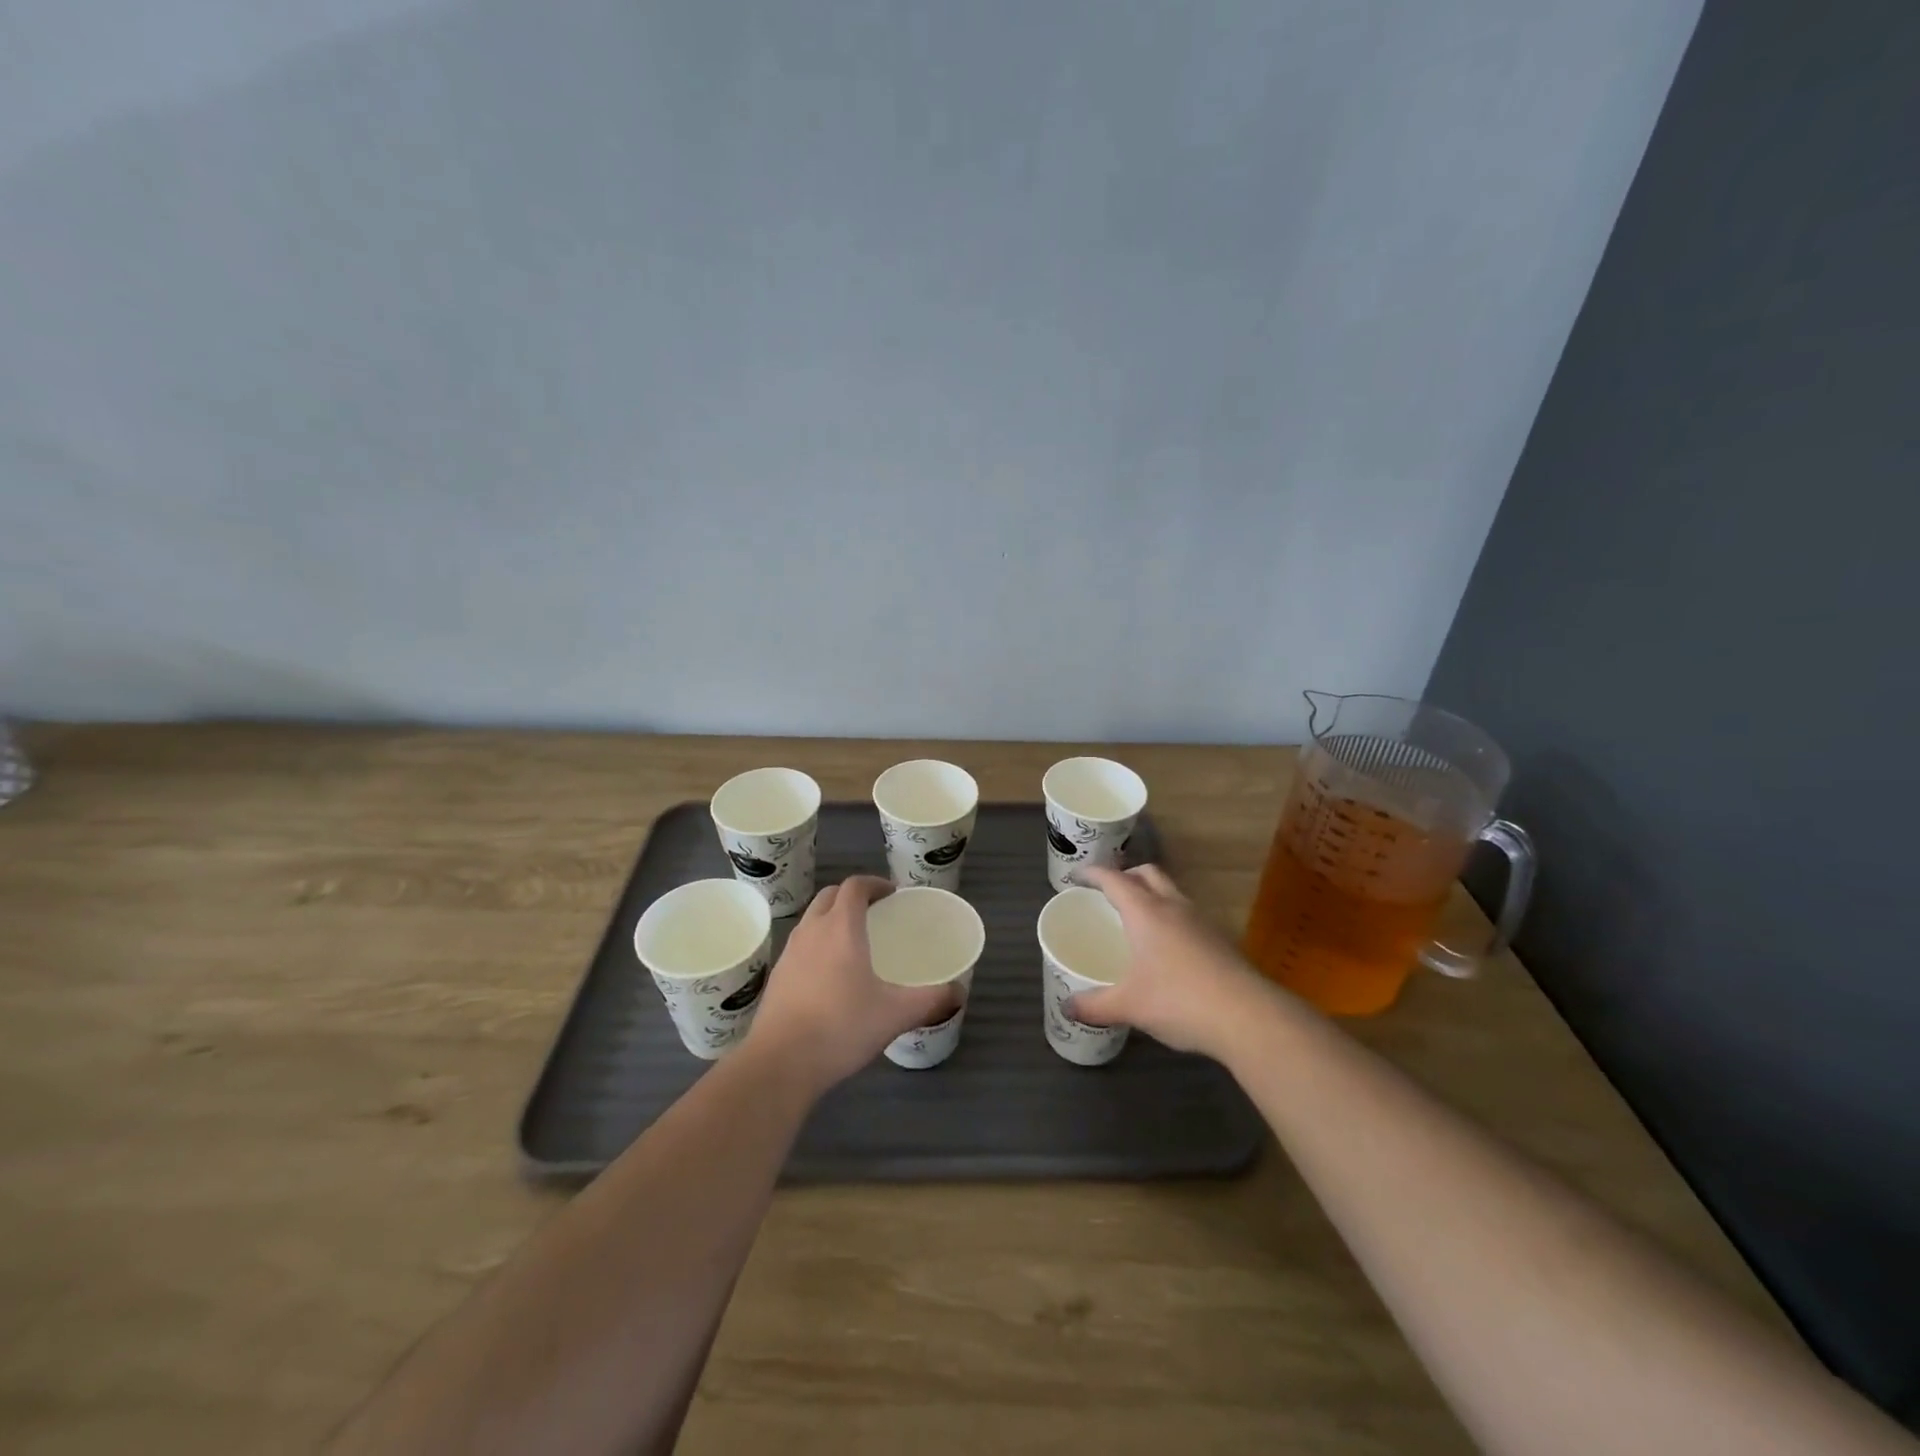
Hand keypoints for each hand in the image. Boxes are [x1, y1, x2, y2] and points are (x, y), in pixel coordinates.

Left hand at [746, 875, 960, 1092]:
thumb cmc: (842, 1027)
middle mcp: (812, 930)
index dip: (874, 883)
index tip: (892, 894)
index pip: (854, 886)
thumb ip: (931, 1000)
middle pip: (829, 896)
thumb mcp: (895, 1014)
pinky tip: (829, 975)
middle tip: (875, 913)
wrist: (780, 1063)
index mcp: (841, 927)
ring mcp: (789, 952)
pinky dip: (817, 944)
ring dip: (831, 919)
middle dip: (851, 897)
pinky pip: (800, 945)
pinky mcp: (777, 976)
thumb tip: (960, 992)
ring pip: (811, 920)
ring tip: (853, 942)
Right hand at [1068, 865, 1282, 1059]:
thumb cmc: (1179, 1001)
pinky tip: (1167, 947)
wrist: (1248, 1017)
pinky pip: (1188, 915)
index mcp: (1145, 912)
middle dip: (1127, 876)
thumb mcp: (1129, 1006)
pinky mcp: (1221, 939)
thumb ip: (1094, 1005)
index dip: (1093, 874)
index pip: (1114, 879)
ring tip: (1137, 918)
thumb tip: (1067, 1007)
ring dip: (1152, 895)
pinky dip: (1172, 918)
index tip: (1077, 876)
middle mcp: (1174, 906)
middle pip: (1148, 874)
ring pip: (1172, 892)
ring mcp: (1202, 921)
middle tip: (1109, 892)